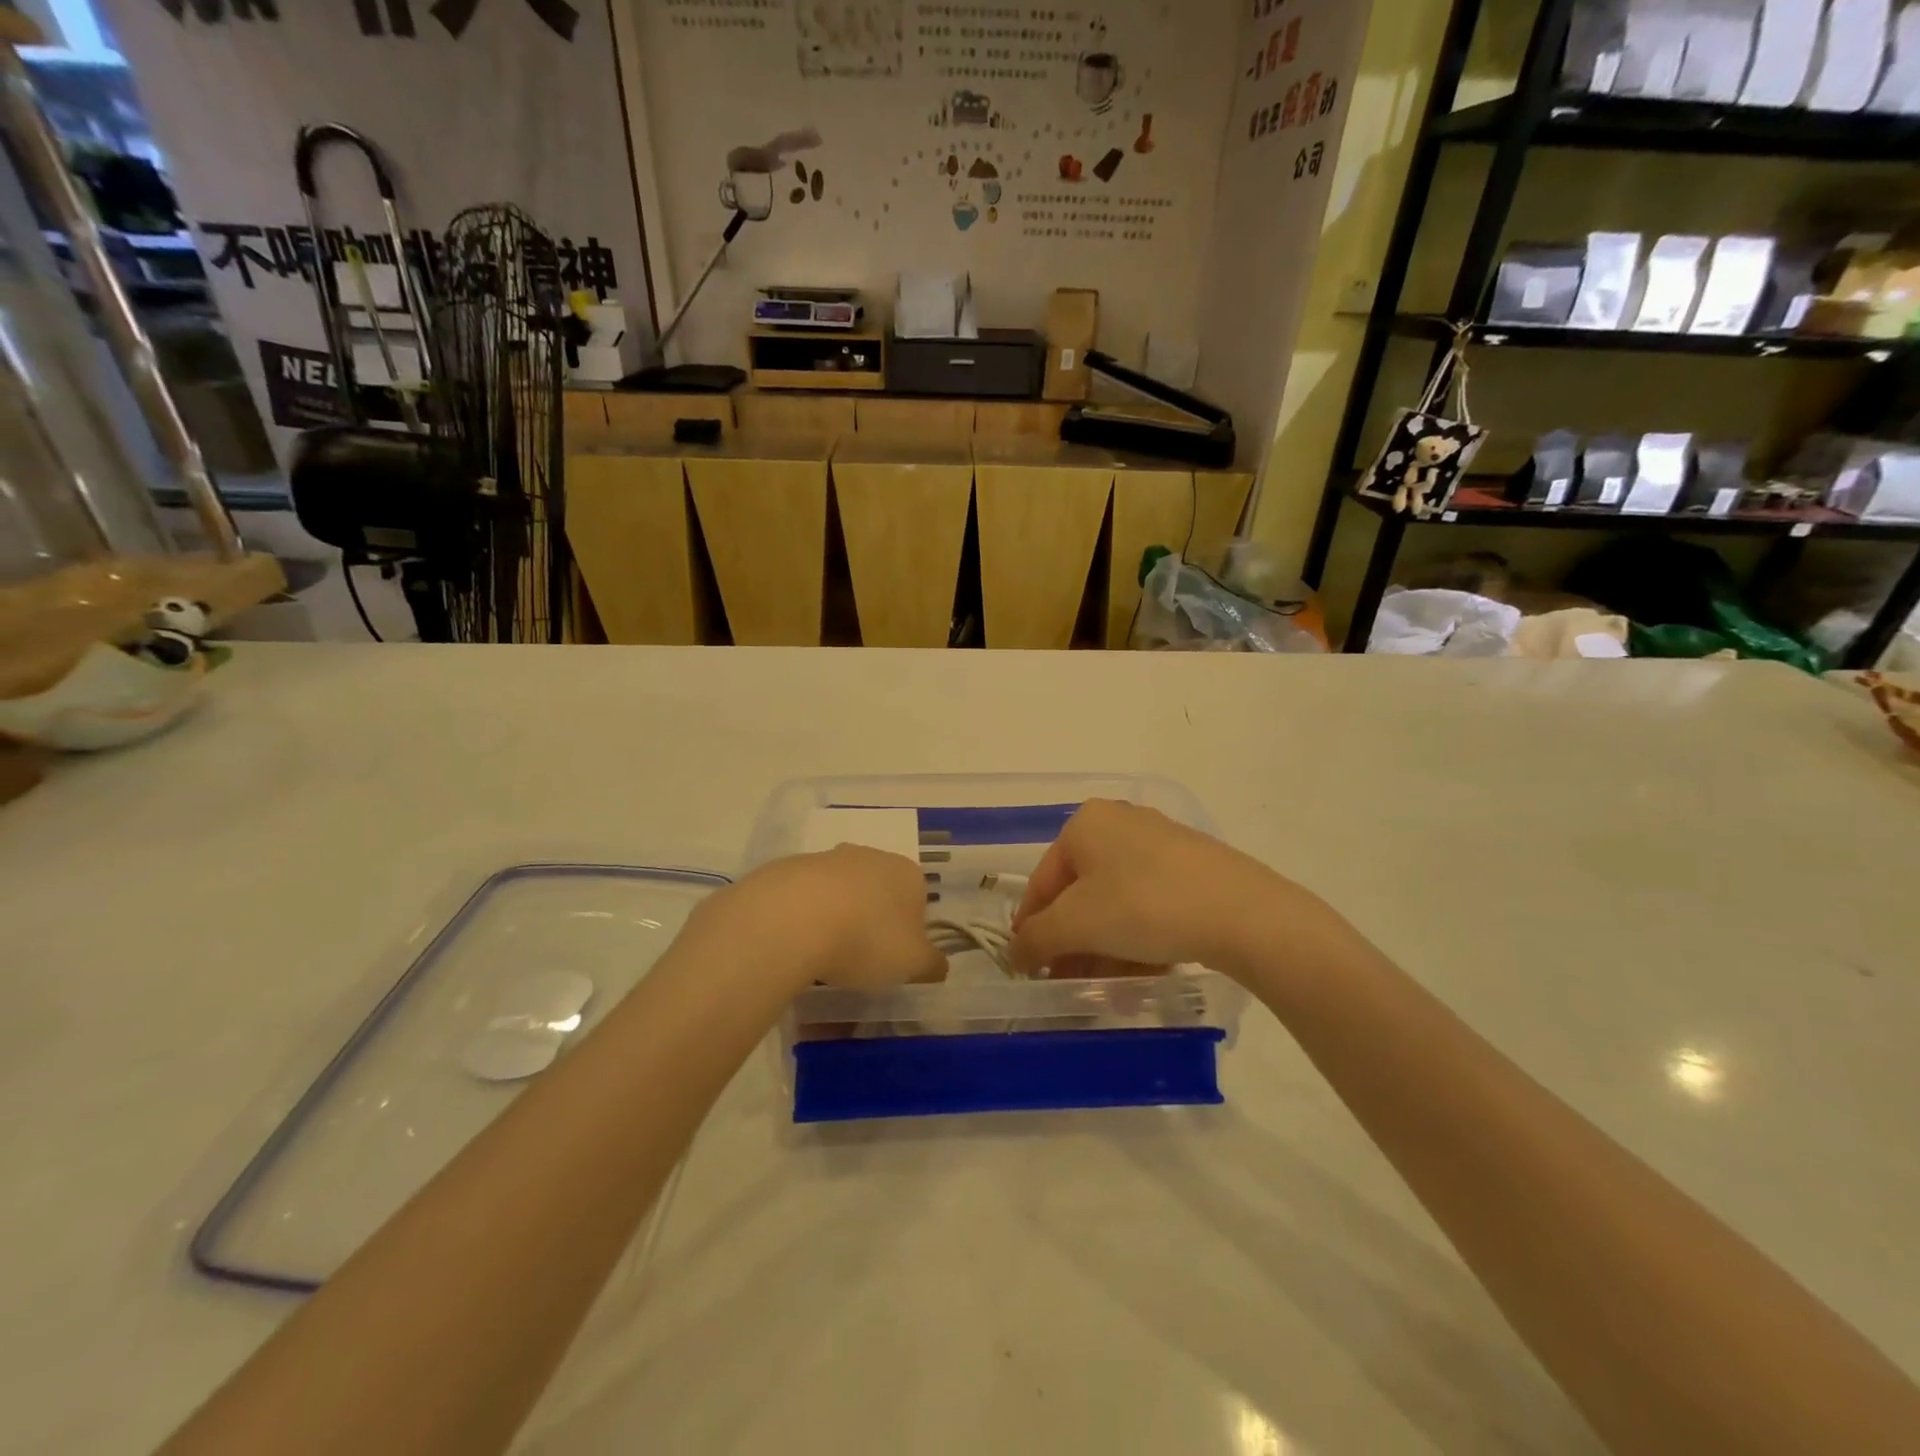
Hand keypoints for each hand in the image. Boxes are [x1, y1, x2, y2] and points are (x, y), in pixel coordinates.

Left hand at [709, 845, 945, 991]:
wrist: (794, 918)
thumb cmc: (867, 939)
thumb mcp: (913, 963)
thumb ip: (931, 964)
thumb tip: (939, 965)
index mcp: (907, 873)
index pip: (918, 899)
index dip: (909, 931)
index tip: (894, 958)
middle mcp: (871, 856)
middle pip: (878, 892)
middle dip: (872, 921)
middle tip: (860, 959)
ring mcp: (828, 858)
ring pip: (840, 893)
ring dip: (836, 919)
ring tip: (823, 959)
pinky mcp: (791, 868)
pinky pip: (805, 899)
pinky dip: (804, 919)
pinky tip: (796, 945)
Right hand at [1008, 800, 1321, 981]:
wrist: (1243, 912)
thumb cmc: (1143, 906)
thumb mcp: (1077, 924)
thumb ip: (1036, 939)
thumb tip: (1015, 954)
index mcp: (1085, 824)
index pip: (1042, 882)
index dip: (1031, 929)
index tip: (1028, 969)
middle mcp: (1119, 823)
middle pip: (1080, 894)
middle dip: (1073, 944)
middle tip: (1070, 983)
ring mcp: (1159, 843)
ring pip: (1116, 902)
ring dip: (1105, 948)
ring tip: (1110, 988)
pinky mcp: (1192, 866)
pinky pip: (1149, 903)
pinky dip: (1139, 938)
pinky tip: (1144, 971)